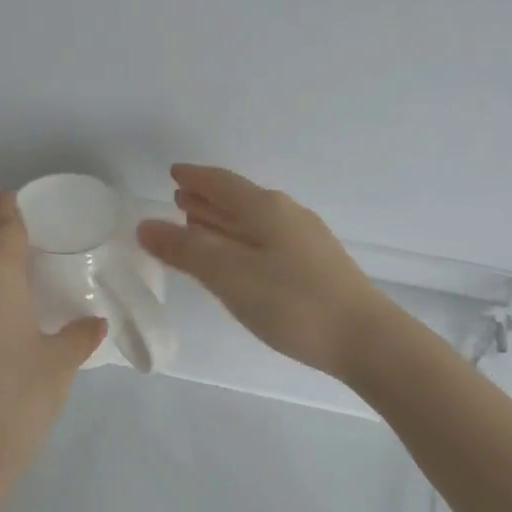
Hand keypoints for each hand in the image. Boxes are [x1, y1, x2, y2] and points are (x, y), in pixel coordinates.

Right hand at [138, 165, 391, 379]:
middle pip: (239, 199)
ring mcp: (305, 240)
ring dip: (223, 220)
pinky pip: (266, 240)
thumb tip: (146, 225)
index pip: (222, 183)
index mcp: (266, 208)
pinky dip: (241, 240)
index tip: (172, 173)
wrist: (365, 338)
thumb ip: (187, 250)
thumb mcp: (230, 275)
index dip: (194, 178)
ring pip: (254, 221)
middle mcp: (287, 215)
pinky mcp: (316, 265)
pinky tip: (238, 257)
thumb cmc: (292, 303)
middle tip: (178, 199)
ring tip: (198, 224)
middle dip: (207, 199)